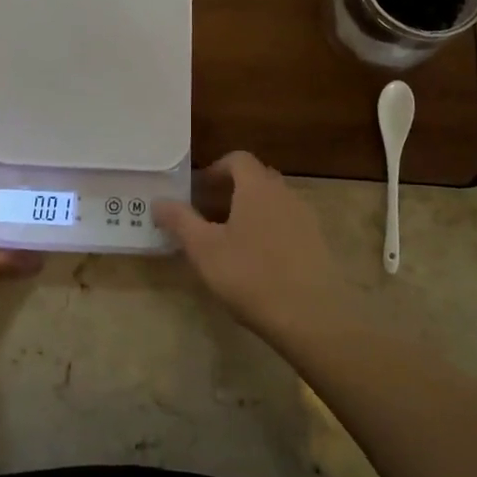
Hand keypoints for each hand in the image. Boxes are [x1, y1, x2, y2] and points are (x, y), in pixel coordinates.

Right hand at [154, 151, 342, 333]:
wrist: (312, 317)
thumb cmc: (250, 275)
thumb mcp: (204, 249)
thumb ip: (180, 221)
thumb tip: (158, 201)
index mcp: (257, 187)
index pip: (238, 159)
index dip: (215, 168)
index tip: (197, 189)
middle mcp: (285, 194)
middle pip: (256, 179)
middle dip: (230, 190)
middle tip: (207, 214)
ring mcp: (306, 219)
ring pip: (272, 203)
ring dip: (250, 211)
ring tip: (228, 240)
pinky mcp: (318, 244)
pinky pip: (287, 225)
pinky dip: (268, 231)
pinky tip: (256, 262)